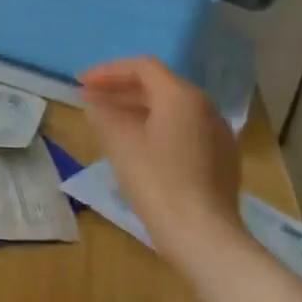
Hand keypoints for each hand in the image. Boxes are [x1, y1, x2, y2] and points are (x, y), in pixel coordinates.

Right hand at [79, 56, 240, 245]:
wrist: (202, 233)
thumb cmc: (156, 180)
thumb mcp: (120, 141)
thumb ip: (103, 114)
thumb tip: (95, 104)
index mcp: (182, 96)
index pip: (142, 67)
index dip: (108, 71)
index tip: (81, 83)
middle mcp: (205, 108)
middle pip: (158, 86)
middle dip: (120, 89)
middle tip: (89, 98)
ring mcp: (217, 134)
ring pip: (171, 110)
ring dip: (136, 109)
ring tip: (107, 121)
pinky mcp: (220, 159)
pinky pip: (182, 130)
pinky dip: (155, 128)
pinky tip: (136, 146)